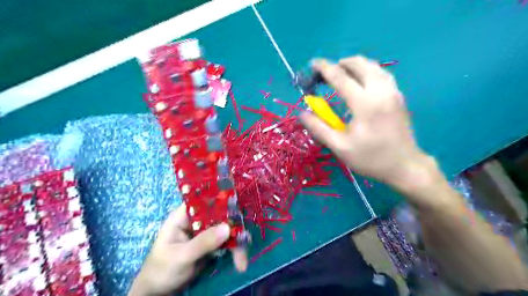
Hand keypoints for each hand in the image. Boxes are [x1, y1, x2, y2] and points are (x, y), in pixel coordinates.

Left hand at [130, 204, 249, 295]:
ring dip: (237, 242)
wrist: (158, 293)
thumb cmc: (162, 270)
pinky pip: (227, 242)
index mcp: (184, 216)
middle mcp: (197, 220)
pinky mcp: (211, 244)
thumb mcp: (181, 256)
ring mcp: (205, 232)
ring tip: (242, 260)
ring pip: (226, 229)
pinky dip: (235, 250)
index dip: (221, 200)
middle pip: (220, 215)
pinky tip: (240, 262)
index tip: (237, 207)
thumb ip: (203, 242)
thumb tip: (228, 227)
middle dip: (234, 227)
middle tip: (245, 239)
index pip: (204, 201)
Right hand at [301, 55, 437, 198]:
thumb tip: (302, 113)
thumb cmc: (370, 158)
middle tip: (325, 74)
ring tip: (340, 74)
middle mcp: (380, 91)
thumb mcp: (339, 146)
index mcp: (364, 103)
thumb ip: (319, 128)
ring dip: (354, 65)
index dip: (324, 68)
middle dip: (339, 64)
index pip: (340, 77)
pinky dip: (367, 71)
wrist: (405, 166)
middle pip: (359, 64)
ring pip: (372, 66)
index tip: (312, 63)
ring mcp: (393, 91)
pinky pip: (381, 73)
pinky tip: (360, 81)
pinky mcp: (398, 95)